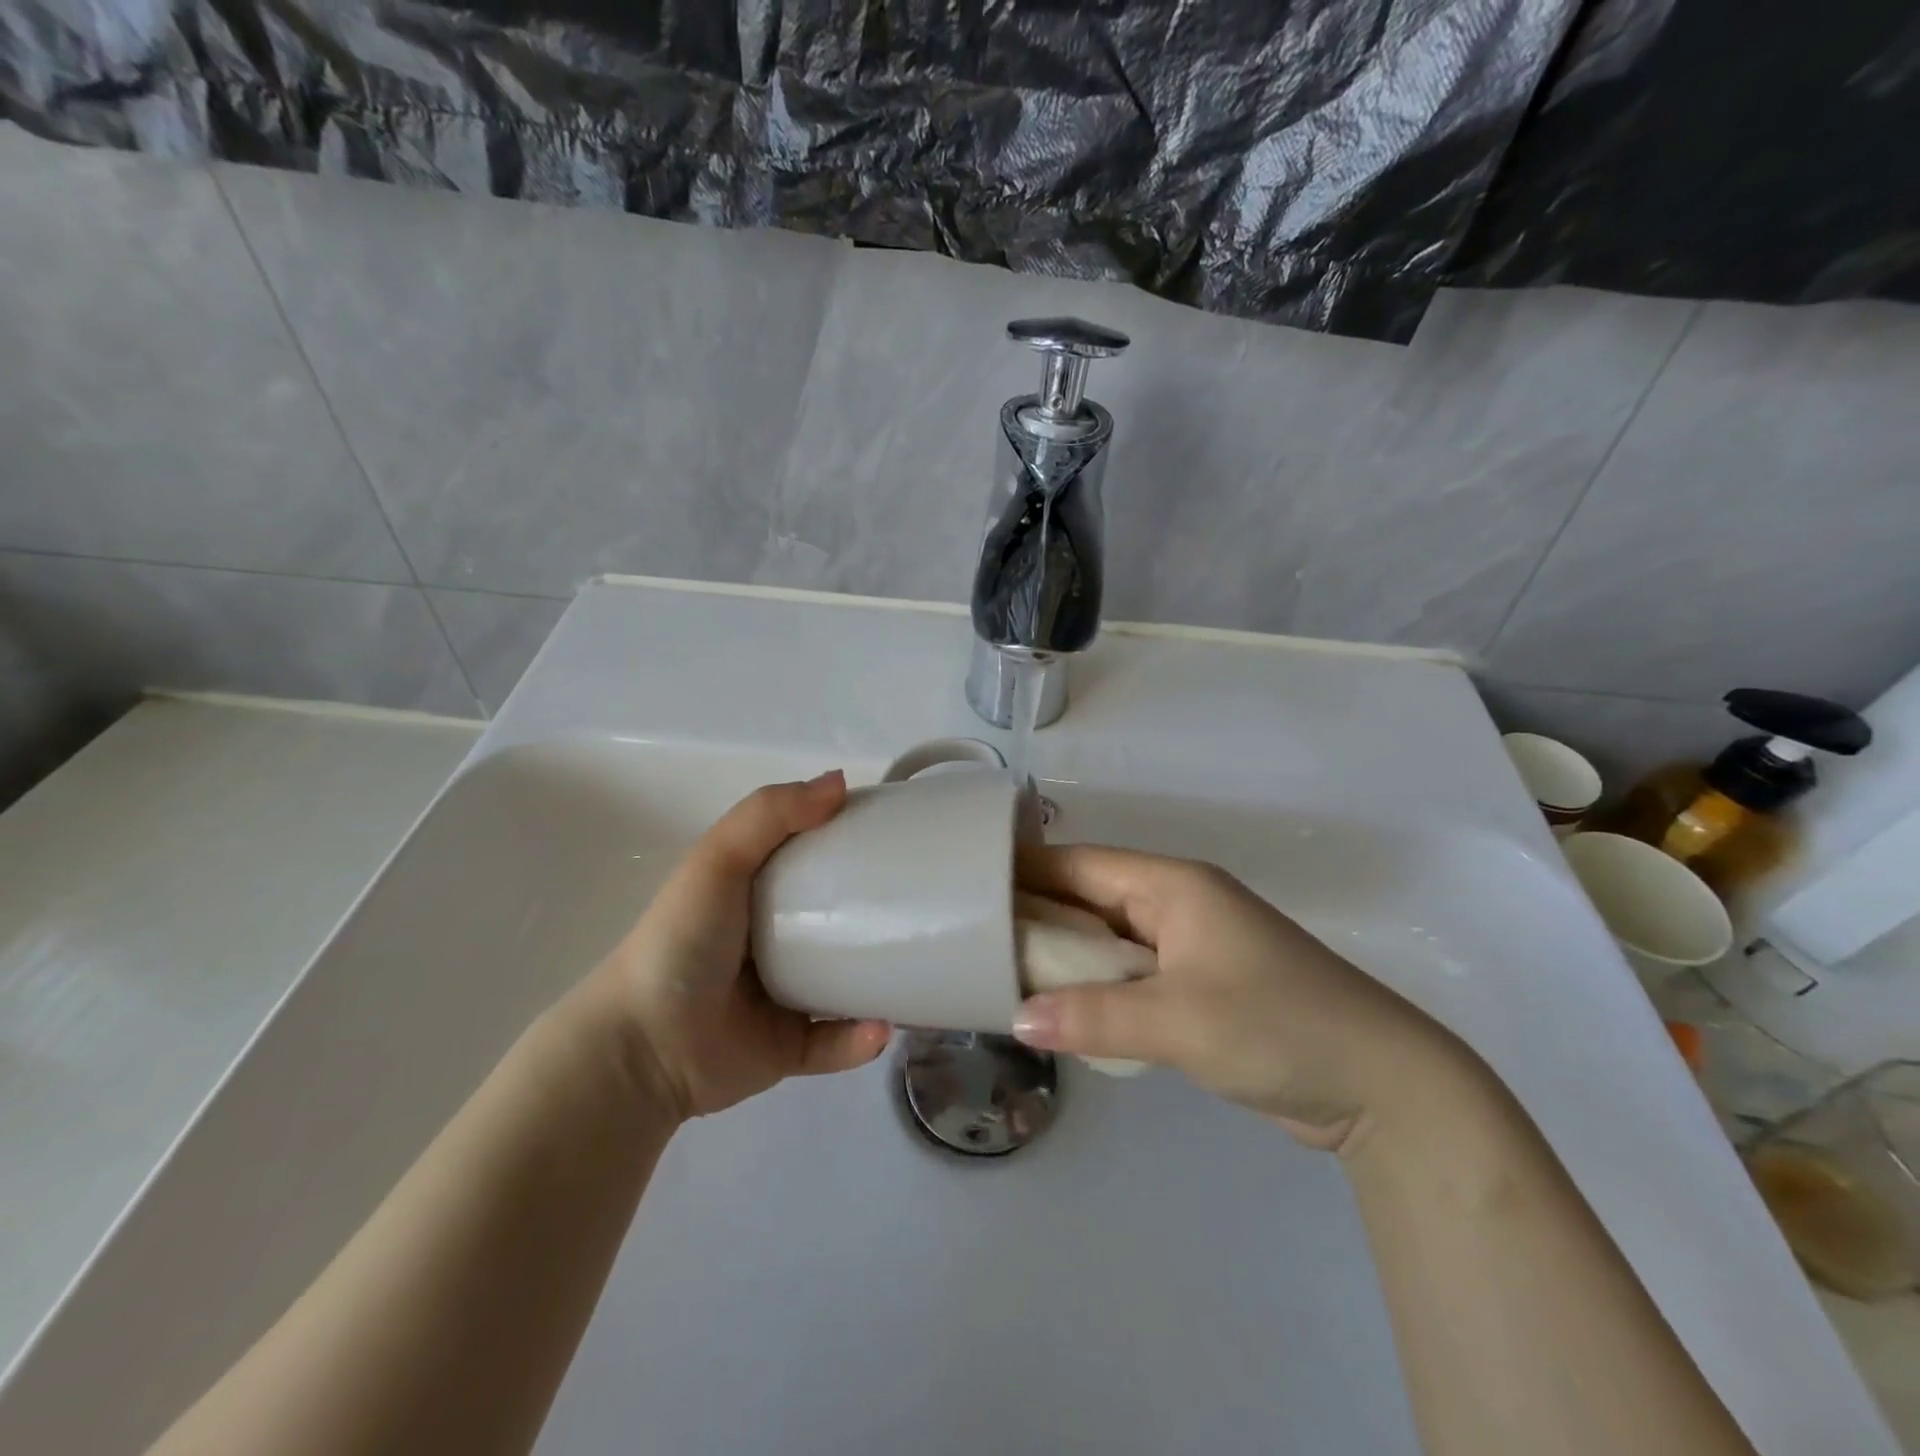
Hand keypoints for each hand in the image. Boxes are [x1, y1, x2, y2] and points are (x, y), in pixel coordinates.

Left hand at [576, 771, 891, 1121]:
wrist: (644, 1044)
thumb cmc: (682, 940)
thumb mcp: (718, 860)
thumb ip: (771, 813)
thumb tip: (841, 781)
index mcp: (759, 892)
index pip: (815, 858)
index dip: (854, 841)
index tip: (902, 834)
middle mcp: (776, 940)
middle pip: (841, 921)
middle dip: (882, 914)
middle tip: (925, 905)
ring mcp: (785, 995)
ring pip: (848, 984)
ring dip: (883, 980)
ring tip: (918, 970)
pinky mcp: (789, 1047)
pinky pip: (836, 1042)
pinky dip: (860, 1039)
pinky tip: (880, 1029)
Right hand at [1012, 844, 1473, 1150]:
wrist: (1382, 1086)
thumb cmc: (1278, 1026)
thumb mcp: (1180, 1020)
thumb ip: (1093, 1016)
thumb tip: (1016, 1019)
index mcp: (1174, 886)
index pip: (1081, 864)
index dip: (1025, 872)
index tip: (970, 887)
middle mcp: (1177, 905)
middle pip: (1089, 899)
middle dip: (1036, 918)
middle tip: (971, 937)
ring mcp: (1189, 948)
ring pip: (1107, 941)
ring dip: (1063, 958)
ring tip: (1000, 973)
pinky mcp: (1198, 989)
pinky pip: (1129, 977)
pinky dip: (1094, 989)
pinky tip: (1058, 1009)